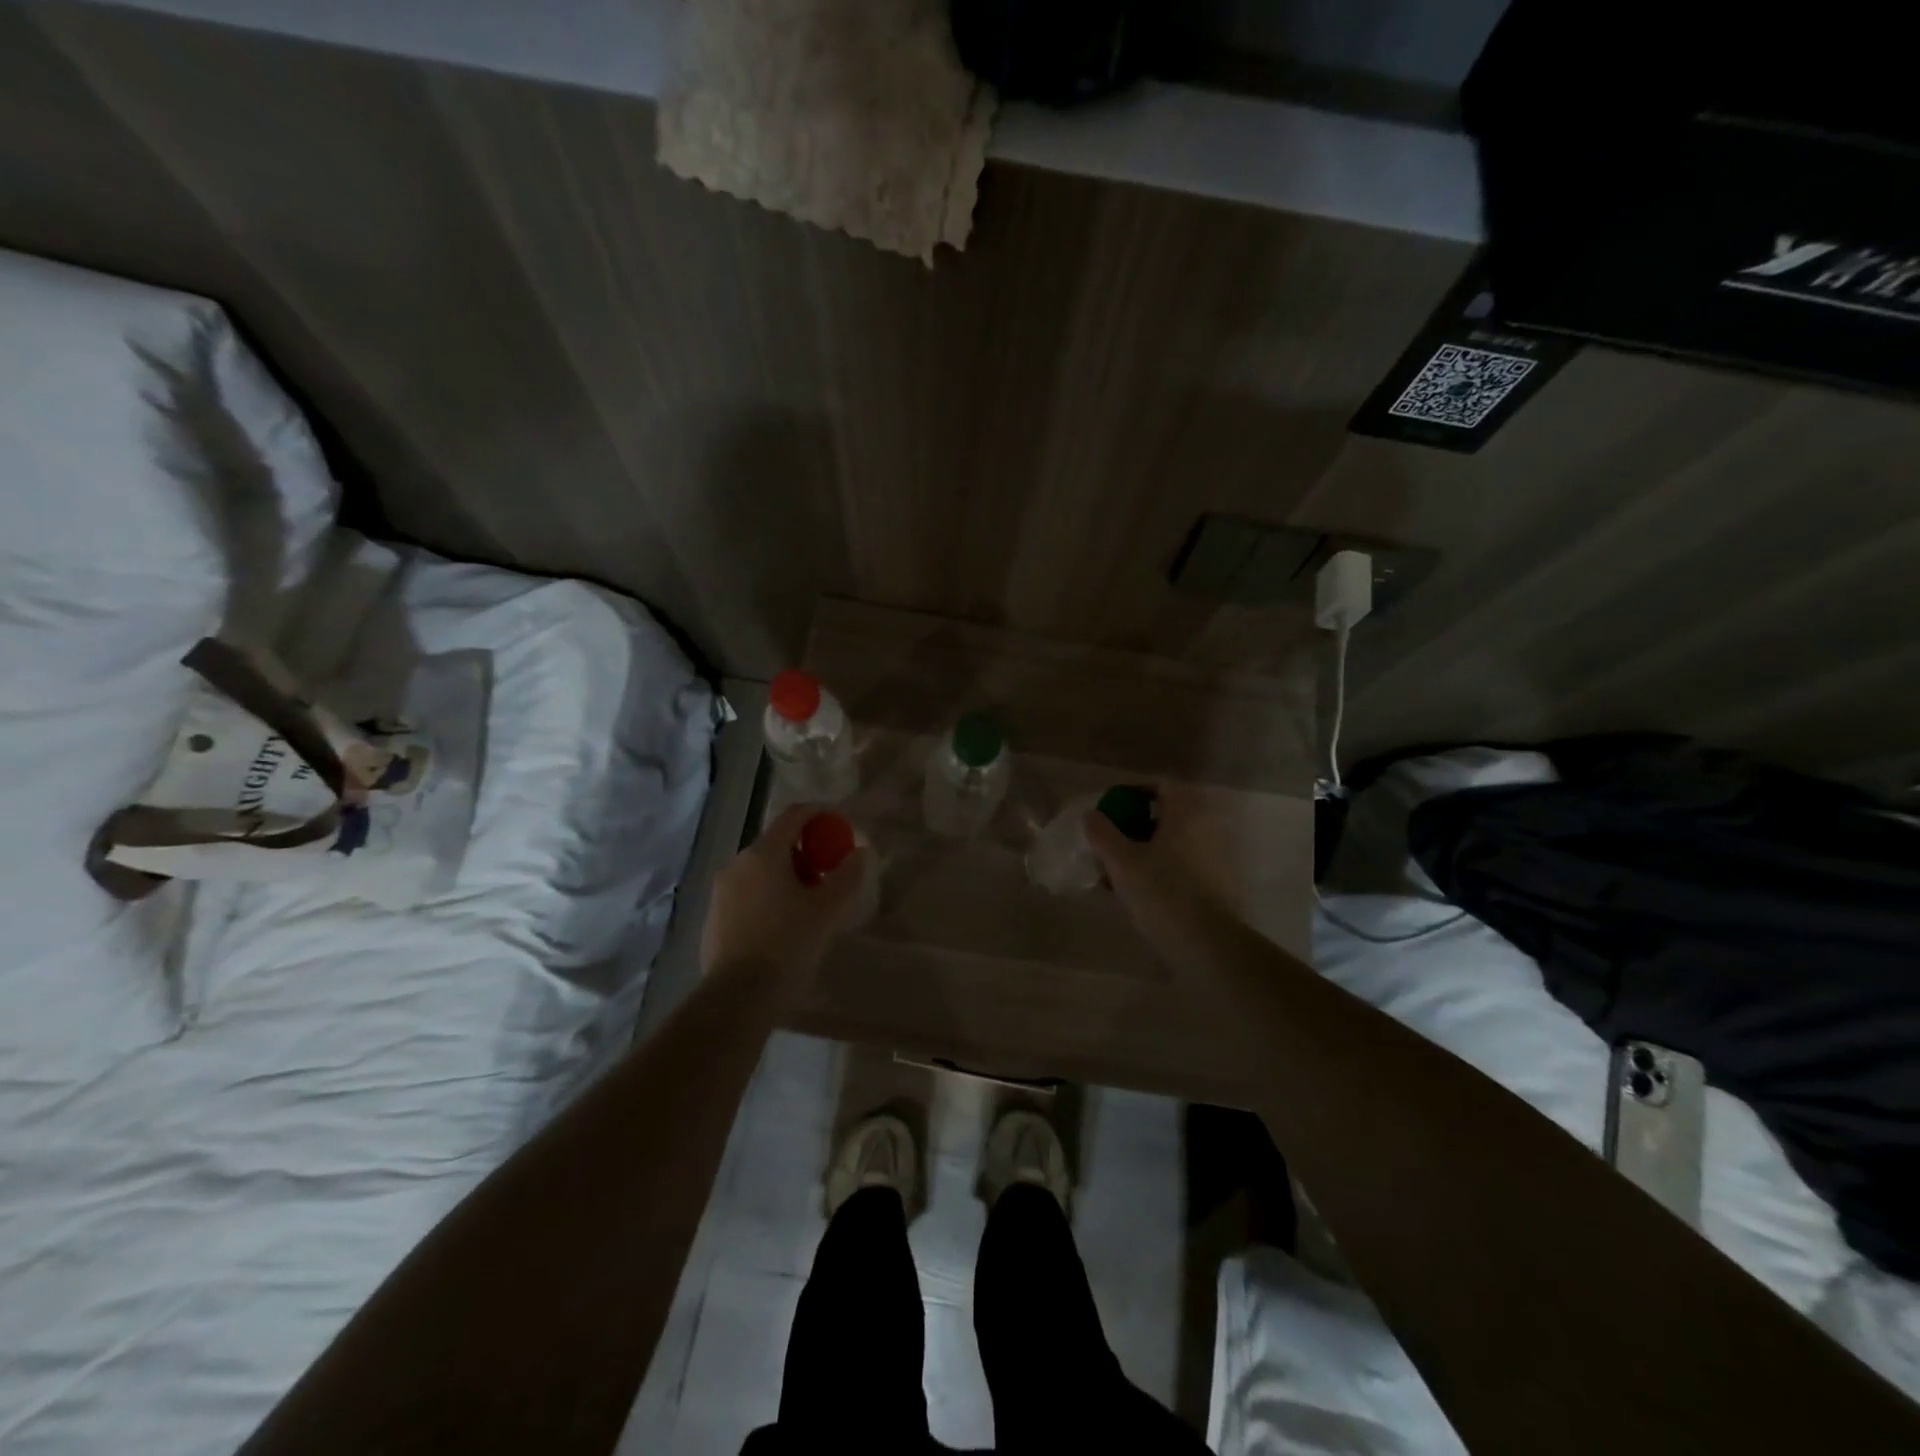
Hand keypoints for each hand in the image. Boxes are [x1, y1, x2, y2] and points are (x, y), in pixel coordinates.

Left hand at [700, 803, 868, 983]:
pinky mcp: (714, 917)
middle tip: (830, 873)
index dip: (821, 813)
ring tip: (810, 904)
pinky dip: (769, 897)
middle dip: (807, 851)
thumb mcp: (827, 910)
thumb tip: (859, 852)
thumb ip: (847, 875)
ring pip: (761, 870)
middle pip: (777, 843)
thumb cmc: (787, 945)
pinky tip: (783, 926)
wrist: (738, 997)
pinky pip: (748, 894)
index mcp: (763, 854)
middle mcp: (737, 863)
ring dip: (788, 876)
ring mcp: (721, 891)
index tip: (841, 825)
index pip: (795, 815)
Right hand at [1085, 791, 1221, 953]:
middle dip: (1138, 824)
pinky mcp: (1222, 881)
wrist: (1209, 943)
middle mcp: (1208, 826)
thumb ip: (1102, 833)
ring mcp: (1219, 854)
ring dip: (1150, 849)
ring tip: (1122, 873)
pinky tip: (1143, 892)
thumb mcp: (1121, 862)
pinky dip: (1165, 869)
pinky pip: (1186, 863)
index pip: (1161, 784)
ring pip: (1176, 841)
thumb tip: (1091, 815)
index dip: (1134, 791)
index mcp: (1186, 812)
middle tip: (1114, 842)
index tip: (1112, 808)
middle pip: (1169, 814)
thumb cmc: (1163, 892)